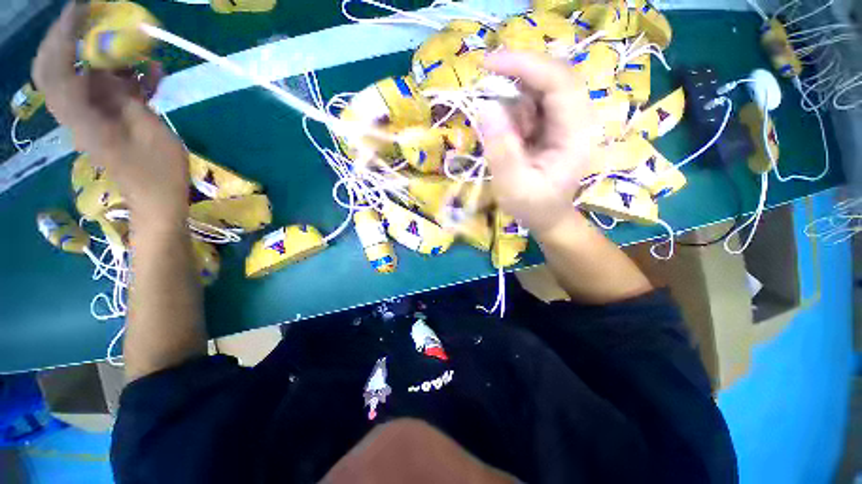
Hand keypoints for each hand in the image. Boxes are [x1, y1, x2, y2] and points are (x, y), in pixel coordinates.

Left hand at [33, 2, 187, 223]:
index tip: (82, 8)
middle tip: (91, 15)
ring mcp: (92, 115)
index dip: (63, 36)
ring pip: (83, 74)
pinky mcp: (108, 117)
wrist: (157, 200)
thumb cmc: (159, 173)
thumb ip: (129, 98)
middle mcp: (78, 113)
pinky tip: (151, 73)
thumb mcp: (151, 132)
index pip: (57, 70)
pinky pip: (108, 88)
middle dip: (67, 37)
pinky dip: (125, 75)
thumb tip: (117, 67)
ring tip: (132, 43)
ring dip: (103, 54)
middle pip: (54, 68)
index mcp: (83, 119)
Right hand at [477, 51, 600, 234]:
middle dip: (515, 78)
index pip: (559, 81)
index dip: (525, 65)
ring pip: (537, 90)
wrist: (547, 217)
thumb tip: (485, 107)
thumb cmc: (534, 207)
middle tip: (485, 88)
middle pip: (550, 77)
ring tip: (507, 142)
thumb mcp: (513, 186)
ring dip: (512, 106)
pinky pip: (530, 104)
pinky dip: (512, 114)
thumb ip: (501, 150)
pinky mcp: (552, 124)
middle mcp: (577, 118)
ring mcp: (565, 119)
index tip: (488, 64)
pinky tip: (511, 139)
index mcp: (576, 133)